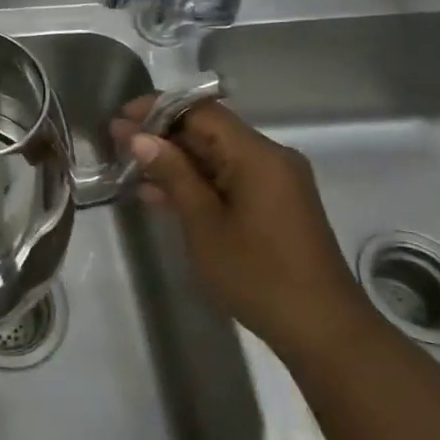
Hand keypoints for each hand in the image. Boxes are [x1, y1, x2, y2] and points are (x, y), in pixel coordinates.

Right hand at [112, 96, 375, 361]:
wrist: (323, 331)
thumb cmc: (258, 275)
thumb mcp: (204, 224)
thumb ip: (173, 174)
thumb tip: (139, 136)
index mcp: (257, 155)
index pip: (201, 111)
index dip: (158, 108)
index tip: (121, 118)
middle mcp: (270, 158)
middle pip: (209, 130)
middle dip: (162, 134)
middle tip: (116, 142)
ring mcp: (275, 182)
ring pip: (217, 155)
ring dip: (176, 160)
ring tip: (129, 167)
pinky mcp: (274, 204)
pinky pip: (229, 178)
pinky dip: (197, 181)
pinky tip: (160, 194)